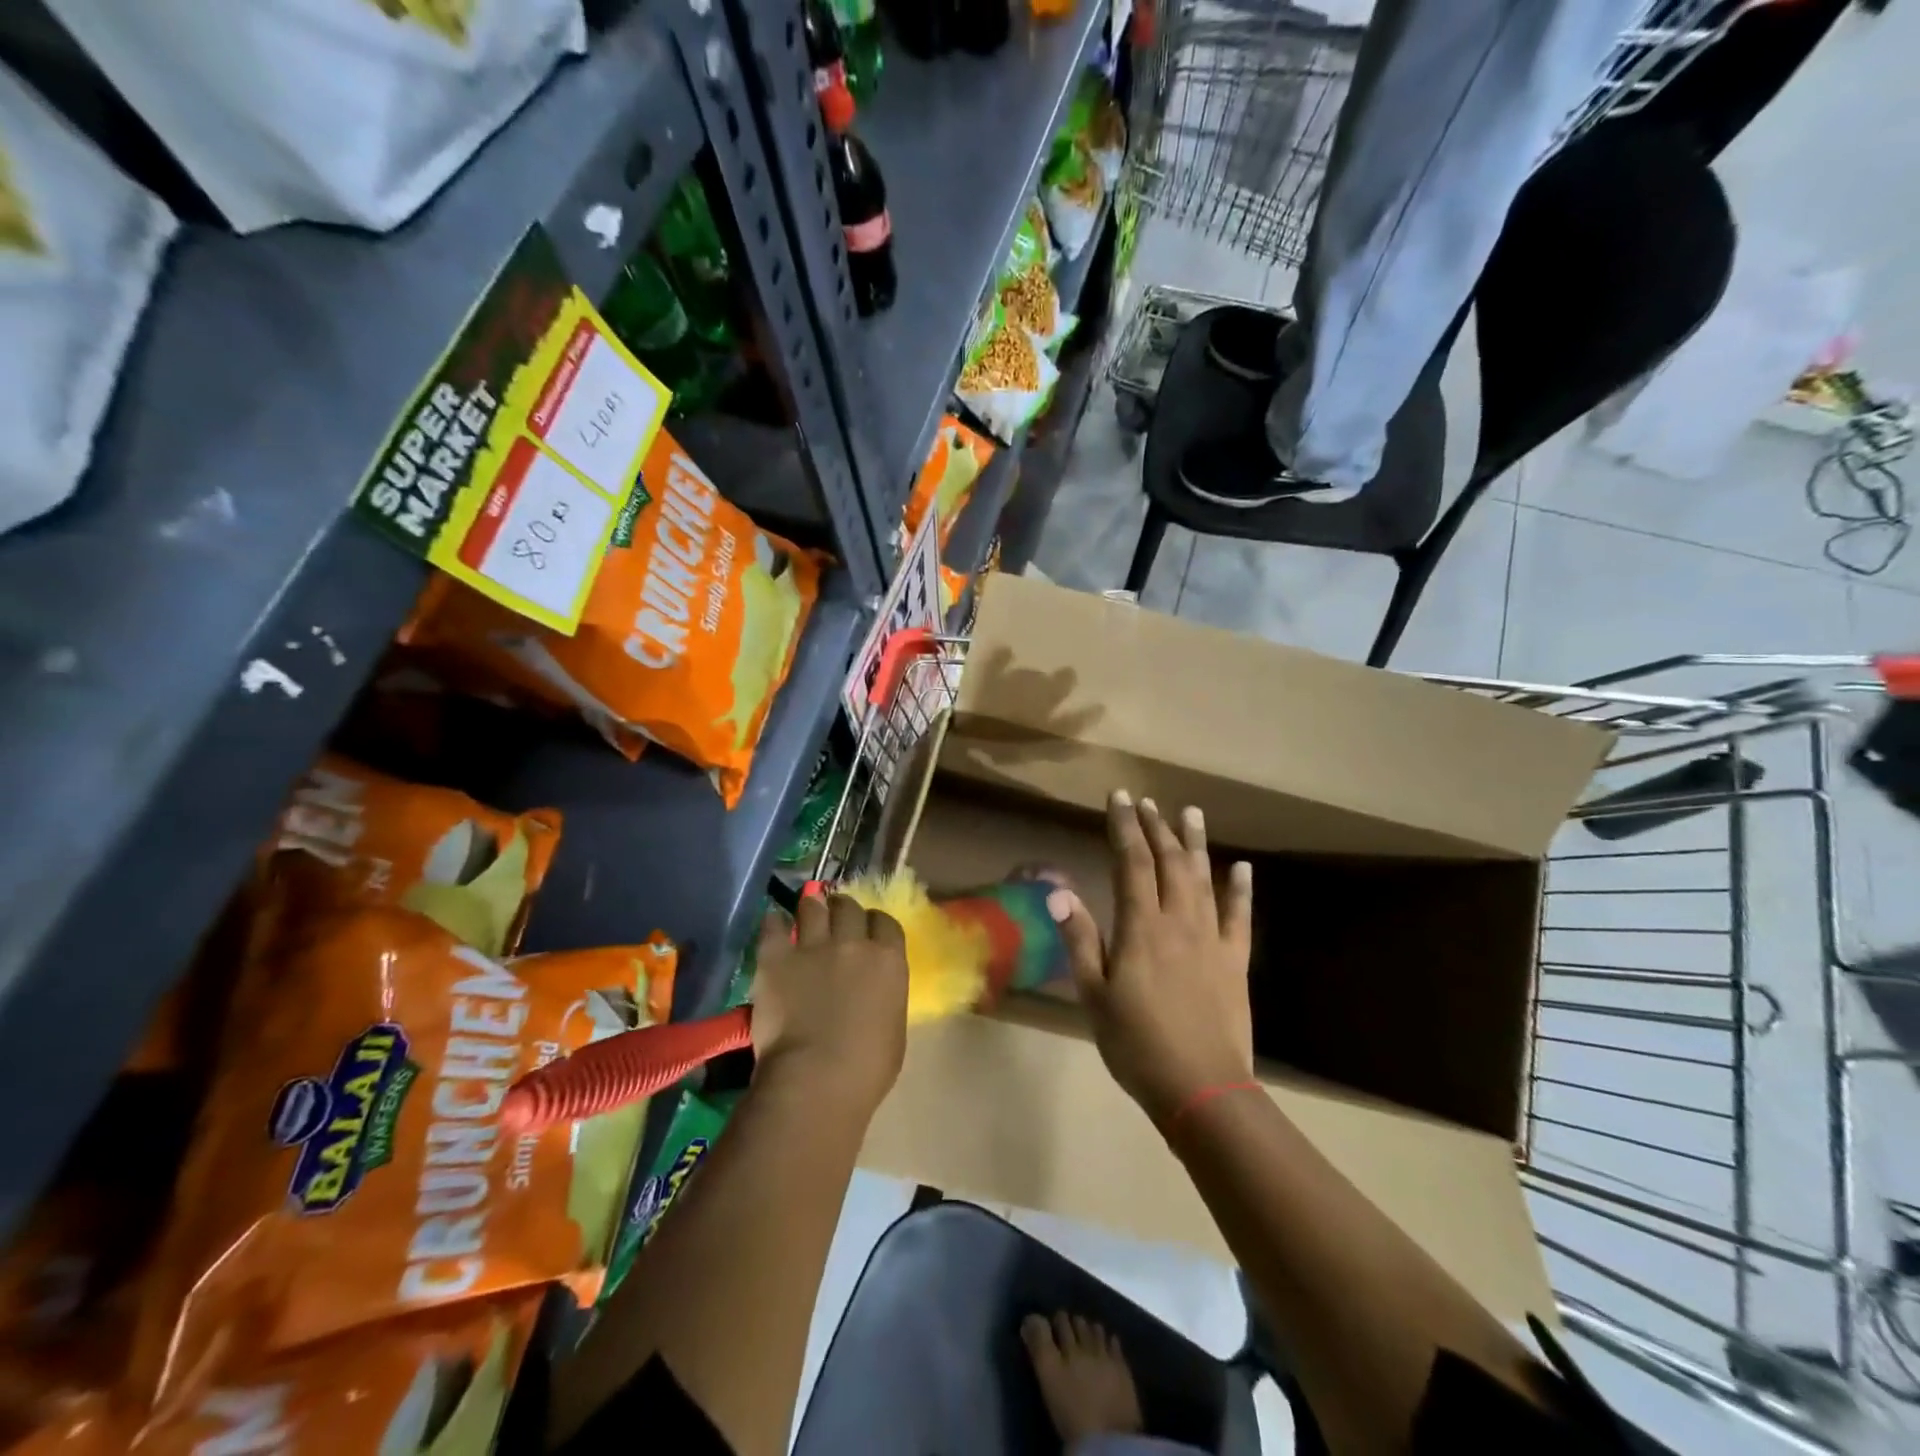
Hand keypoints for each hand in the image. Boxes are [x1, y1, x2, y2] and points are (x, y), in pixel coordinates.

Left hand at [749, 892, 908, 1117]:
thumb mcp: (893, 1028)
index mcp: (888, 961)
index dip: (874, 923)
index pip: (885, 922)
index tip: (866, 931)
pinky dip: (773, 922)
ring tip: (805, 914)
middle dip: (842, 909)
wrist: (816, 1080)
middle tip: (834, 918)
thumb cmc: (866, 1069)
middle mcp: (853, 943)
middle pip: (849, 907)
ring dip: (810, 908)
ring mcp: (813, 947)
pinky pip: (772, 926)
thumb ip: (886, 997)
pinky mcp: (776, 958)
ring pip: (812, 907)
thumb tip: (874, 992)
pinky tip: (773, 925)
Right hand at [1050, 792, 1254, 1123]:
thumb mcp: (1094, 995)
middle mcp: (1179, 921)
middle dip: (1156, 827)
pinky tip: (1242, 868)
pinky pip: (1240, 916)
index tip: (1118, 798)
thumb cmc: (1137, 1044)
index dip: (1124, 827)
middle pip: (1168, 862)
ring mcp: (1211, 939)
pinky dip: (1240, 889)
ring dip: (1195, 843)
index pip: (1131, 862)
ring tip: (1190, 812)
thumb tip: (1058, 892)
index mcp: (1141, 927)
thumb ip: (1080, 940)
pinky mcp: (1235, 960)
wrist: (1202, 1089)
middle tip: (1146, 801)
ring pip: (1203, 878)